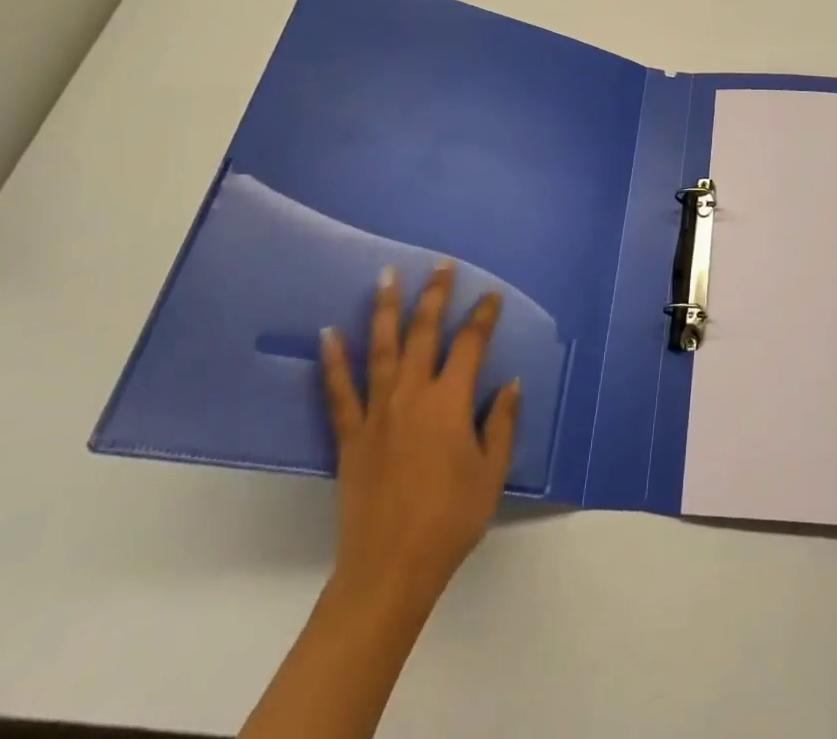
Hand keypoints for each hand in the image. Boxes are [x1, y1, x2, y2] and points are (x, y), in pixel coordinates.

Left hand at [318, 263, 519, 635]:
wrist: (389, 571)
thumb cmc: (451, 520)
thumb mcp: (492, 472)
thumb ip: (502, 423)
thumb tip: (509, 383)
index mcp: (450, 402)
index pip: (470, 345)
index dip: (483, 317)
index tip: (492, 296)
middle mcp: (412, 396)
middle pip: (424, 333)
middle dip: (435, 295)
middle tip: (441, 264)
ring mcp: (376, 414)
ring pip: (381, 349)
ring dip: (384, 309)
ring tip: (385, 276)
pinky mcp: (350, 437)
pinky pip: (339, 392)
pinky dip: (333, 361)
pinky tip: (328, 334)